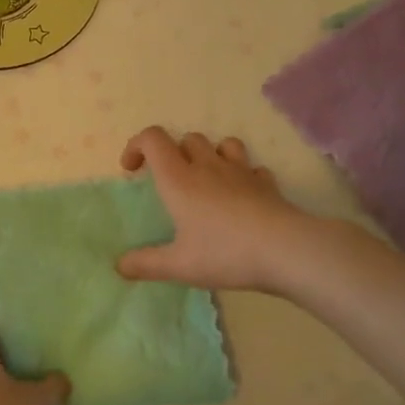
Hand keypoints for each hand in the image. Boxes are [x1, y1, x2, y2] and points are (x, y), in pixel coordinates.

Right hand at [117, 127, 307, 292]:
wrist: (285, 249)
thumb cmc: (224, 252)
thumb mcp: (178, 265)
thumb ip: (146, 264)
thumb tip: (119, 265)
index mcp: (178, 179)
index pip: (152, 139)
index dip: (137, 145)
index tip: (132, 170)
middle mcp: (207, 166)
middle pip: (187, 138)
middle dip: (174, 153)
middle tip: (171, 183)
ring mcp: (240, 171)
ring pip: (221, 144)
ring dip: (210, 155)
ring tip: (208, 181)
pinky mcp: (266, 183)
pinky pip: (252, 167)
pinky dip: (243, 175)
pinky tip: (243, 196)